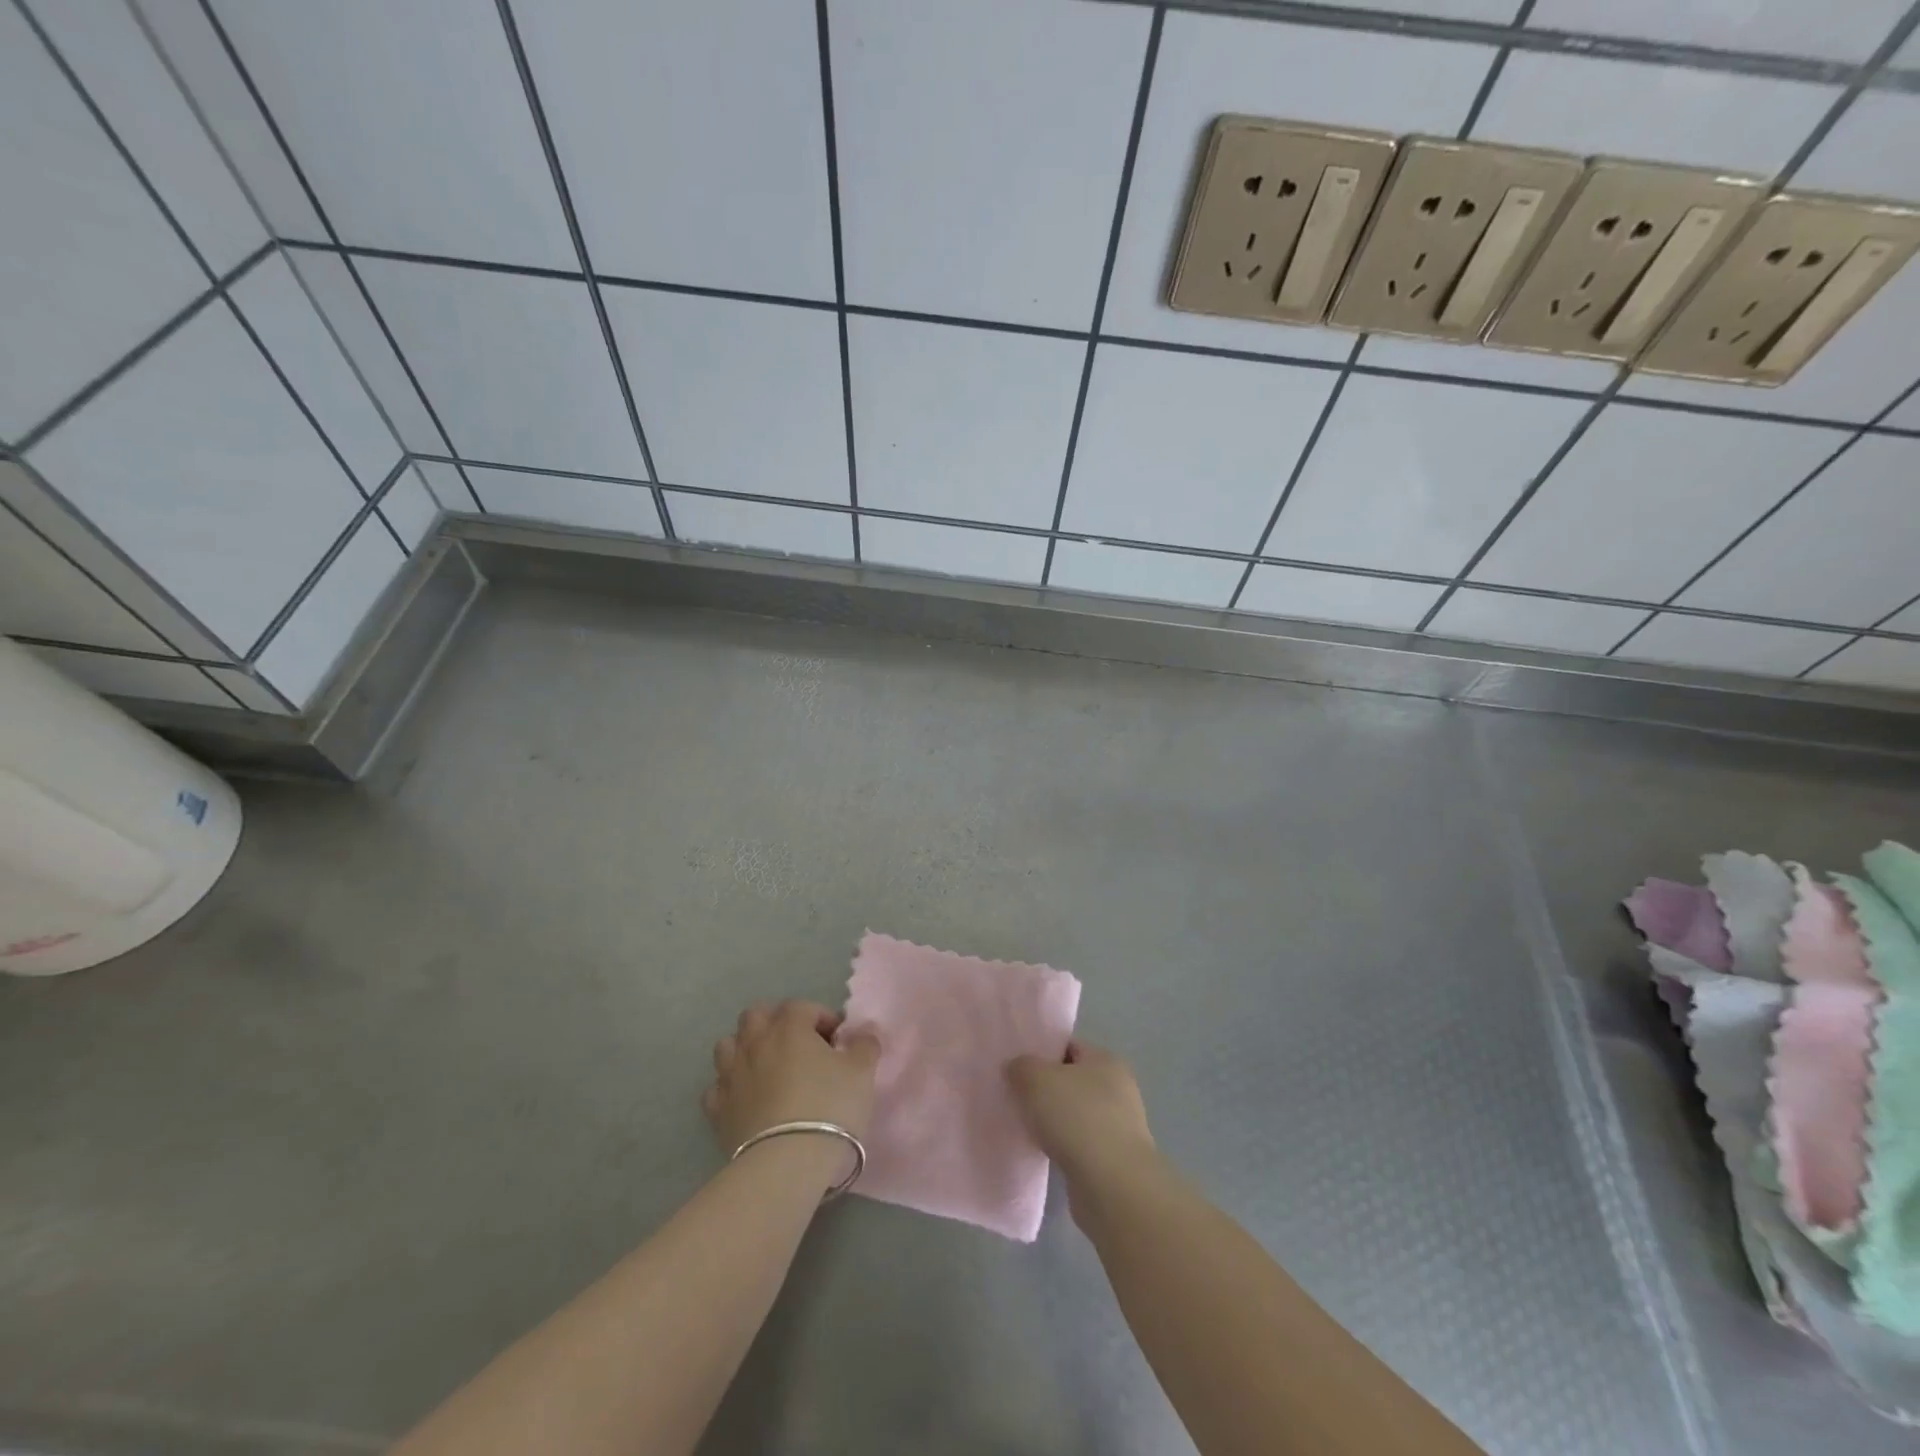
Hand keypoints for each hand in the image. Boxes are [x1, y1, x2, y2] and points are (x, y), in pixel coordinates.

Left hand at [704, 1001, 880, 1154]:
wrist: (786, 1162)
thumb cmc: (829, 1107)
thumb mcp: (862, 1072)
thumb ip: (865, 1046)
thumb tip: (864, 1034)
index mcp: (789, 1027)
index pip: (802, 1006)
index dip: (822, 1018)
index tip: (838, 1041)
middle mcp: (754, 1042)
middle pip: (756, 1015)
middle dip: (775, 1022)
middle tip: (798, 1045)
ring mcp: (731, 1075)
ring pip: (728, 1045)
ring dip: (745, 1049)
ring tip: (767, 1067)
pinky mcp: (717, 1109)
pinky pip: (717, 1087)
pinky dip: (729, 1087)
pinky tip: (745, 1099)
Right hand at [1007, 1041, 1156, 1208]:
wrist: (1112, 1187)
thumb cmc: (1077, 1118)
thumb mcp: (1036, 1079)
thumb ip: (1021, 1066)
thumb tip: (1017, 1068)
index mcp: (1106, 1061)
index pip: (1069, 1047)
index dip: (1042, 1052)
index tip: (1016, 1067)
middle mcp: (1118, 1090)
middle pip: (1072, 1081)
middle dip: (1044, 1090)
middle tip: (1015, 1096)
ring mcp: (1119, 1127)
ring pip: (1074, 1115)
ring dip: (1052, 1122)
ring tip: (1024, 1128)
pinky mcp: (1113, 1161)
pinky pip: (1079, 1145)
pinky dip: (1062, 1147)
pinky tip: (1042, 1153)